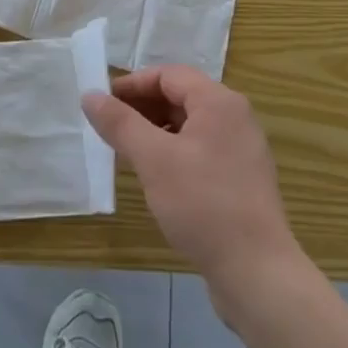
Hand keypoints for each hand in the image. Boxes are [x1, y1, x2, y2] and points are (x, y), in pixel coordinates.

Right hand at [83, 66, 302, 303]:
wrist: (257, 272)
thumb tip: (90, 95)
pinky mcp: (242, 178)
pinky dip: (174, 151)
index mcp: (219, 102)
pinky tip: (156, 175)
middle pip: (181, 96)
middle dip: (142, 107)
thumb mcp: (153, 159)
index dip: (132, 84)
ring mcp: (242, 149)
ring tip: (127, 150)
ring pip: (190, 125)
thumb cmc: (203, 204)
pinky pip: (201, 149)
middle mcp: (235, 117)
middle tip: (109, 127)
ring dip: (156, 130)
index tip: (102, 103)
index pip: (169, 75)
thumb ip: (120, 123)